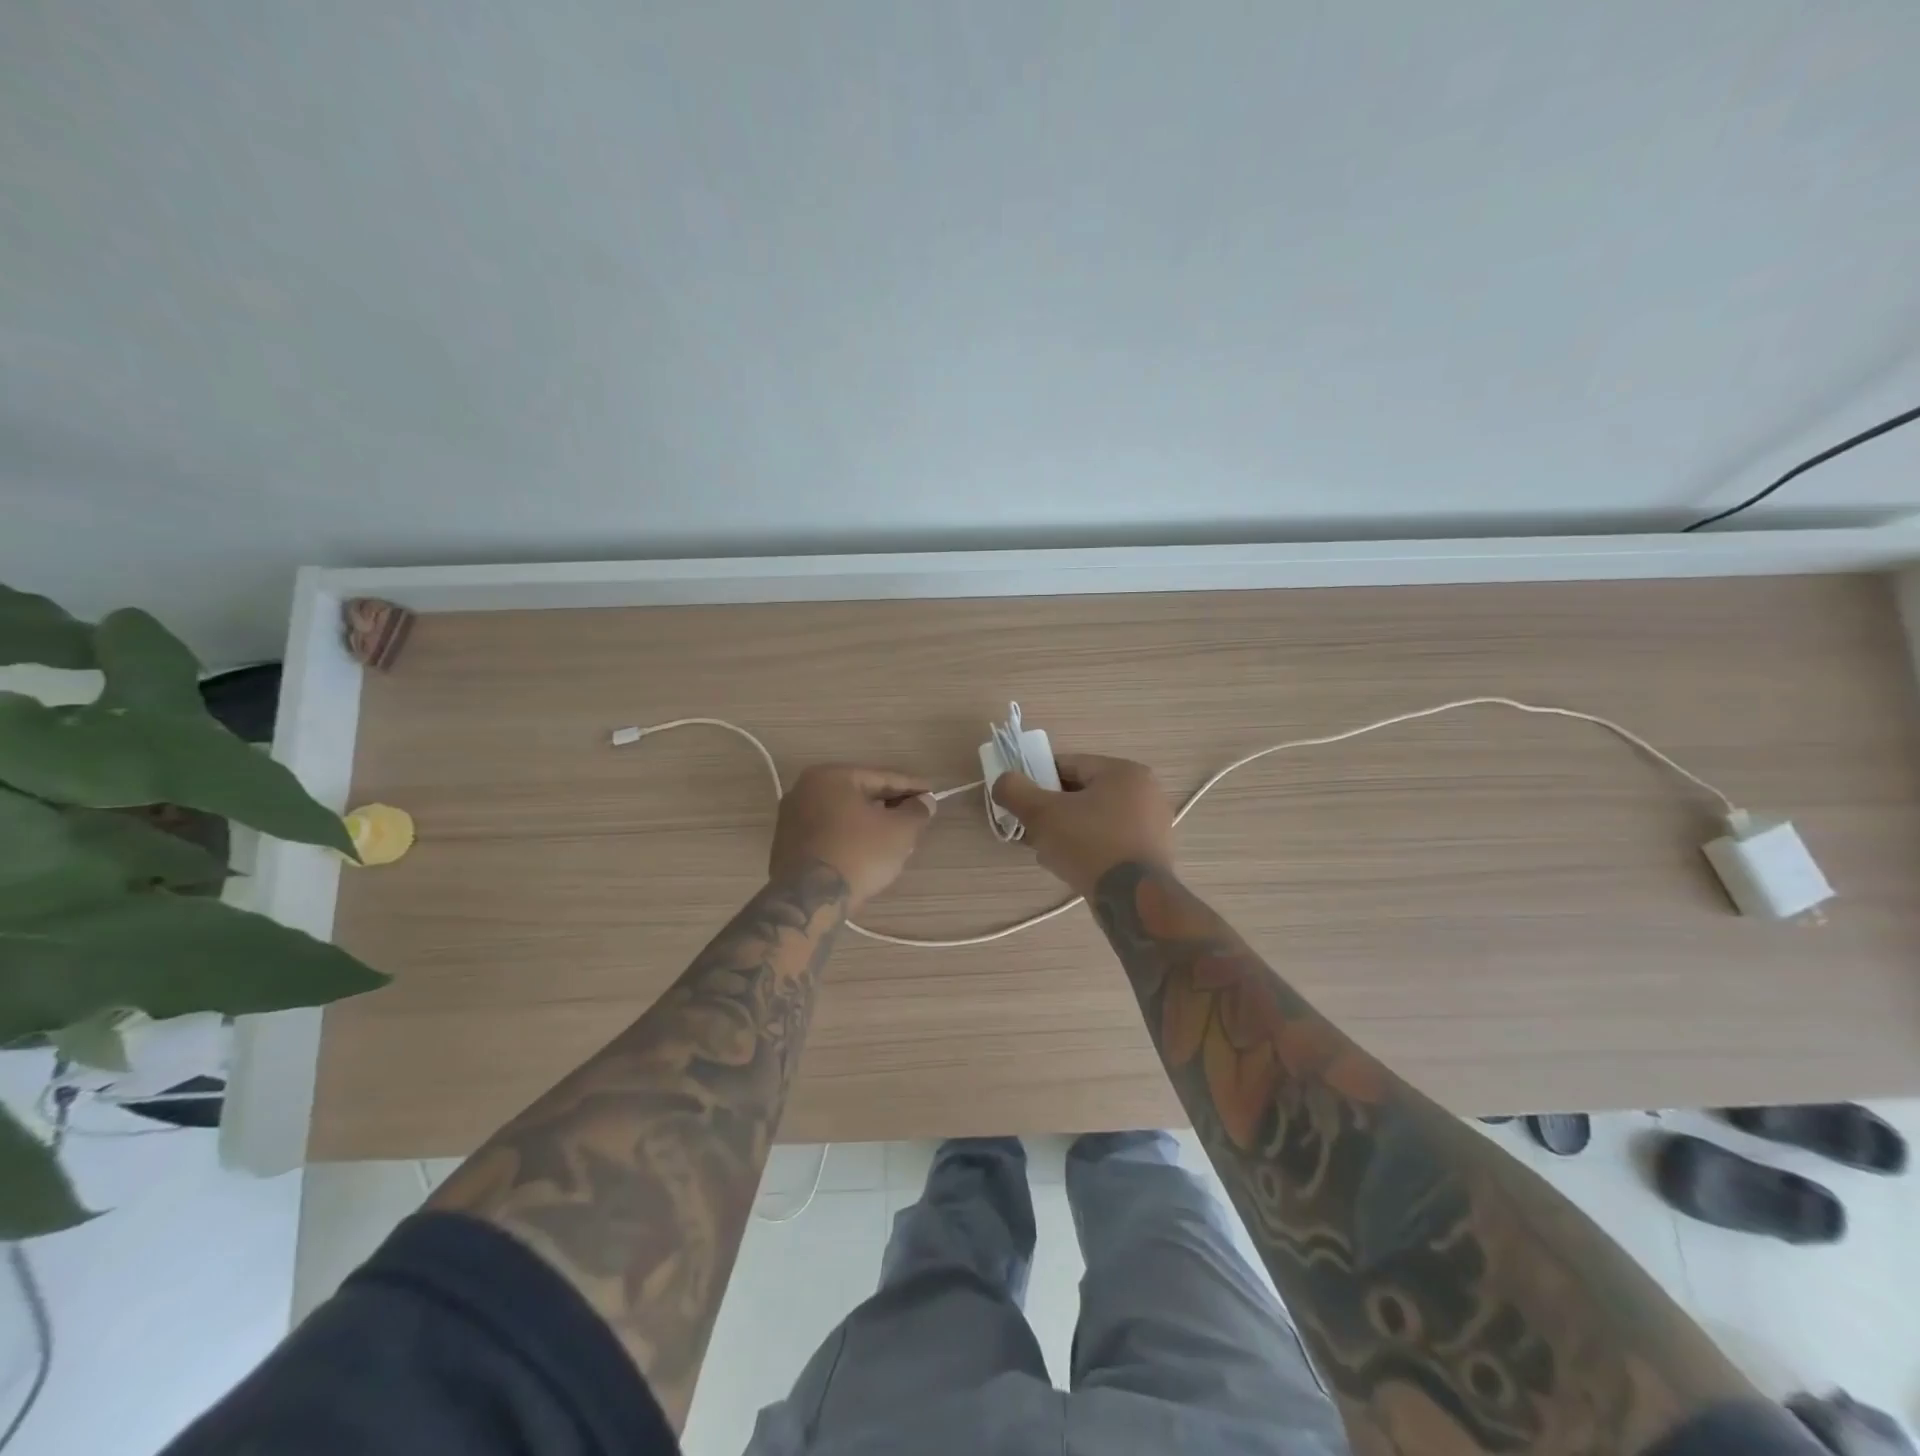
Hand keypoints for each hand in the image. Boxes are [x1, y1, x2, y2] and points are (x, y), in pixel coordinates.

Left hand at [770, 765, 935, 910]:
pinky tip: (867, 853)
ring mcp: (791, 818)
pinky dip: (850, 838)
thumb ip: (917, 811)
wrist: (809, 900)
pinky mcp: (786, 845)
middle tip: (916, 817)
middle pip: (860, 794)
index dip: (912, 787)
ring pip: (843, 815)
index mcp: (831, 776)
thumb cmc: (858, 854)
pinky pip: (828, 833)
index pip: (882, 778)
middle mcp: (805, 789)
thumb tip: (924, 802)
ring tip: (895, 838)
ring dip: (870, 823)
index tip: (933, 795)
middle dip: (890, 806)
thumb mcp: (899, 831)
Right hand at [992, 754, 1174, 897]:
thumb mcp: (1042, 814)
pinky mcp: (1152, 854)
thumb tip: (1003, 781)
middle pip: (1082, 794)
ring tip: (1048, 853)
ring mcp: (1153, 824)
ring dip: (1067, 832)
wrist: (1133, 899)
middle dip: (1053, 811)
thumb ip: (1016, 791)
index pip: (1069, 765)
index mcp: (1123, 772)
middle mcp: (1145, 792)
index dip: (1038, 780)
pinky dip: (1089, 849)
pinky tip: (1071, 867)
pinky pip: (1110, 841)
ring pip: (1095, 820)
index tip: (1021, 802)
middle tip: (1033, 831)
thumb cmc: (1090, 845)